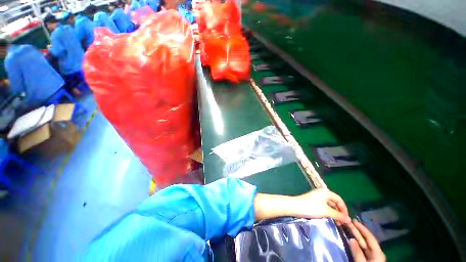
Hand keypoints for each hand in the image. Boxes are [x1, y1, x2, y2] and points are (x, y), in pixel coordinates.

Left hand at [289, 188, 350, 223]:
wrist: (295, 206)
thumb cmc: (311, 207)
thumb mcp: (326, 211)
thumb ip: (338, 215)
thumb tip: (349, 219)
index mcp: (326, 192)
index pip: (339, 199)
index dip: (344, 209)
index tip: (346, 219)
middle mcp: (322, 192)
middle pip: (334, 202)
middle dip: (339, 212)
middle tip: (342, 223)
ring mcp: (317, 196)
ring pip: (329, 204)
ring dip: (334, 213)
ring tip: (336, 223)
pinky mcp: (313, 201)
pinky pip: (324, 206)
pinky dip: (328, 212)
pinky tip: (329, 218)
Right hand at [347, 220, 385, 261]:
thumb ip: (357, 253)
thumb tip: (351, 239)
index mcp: (378, 253)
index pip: (370, 237)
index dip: (362, 228)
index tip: (353, 220)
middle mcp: (375, 253)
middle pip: (366, 240)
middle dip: (357, 230)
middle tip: (348, 221)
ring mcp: (371, 256)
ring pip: (363, 244)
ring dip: (356, 235)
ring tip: (348, 227)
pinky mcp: (367, 259)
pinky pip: (361, 248)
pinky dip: (356, 242)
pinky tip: (351, 239)